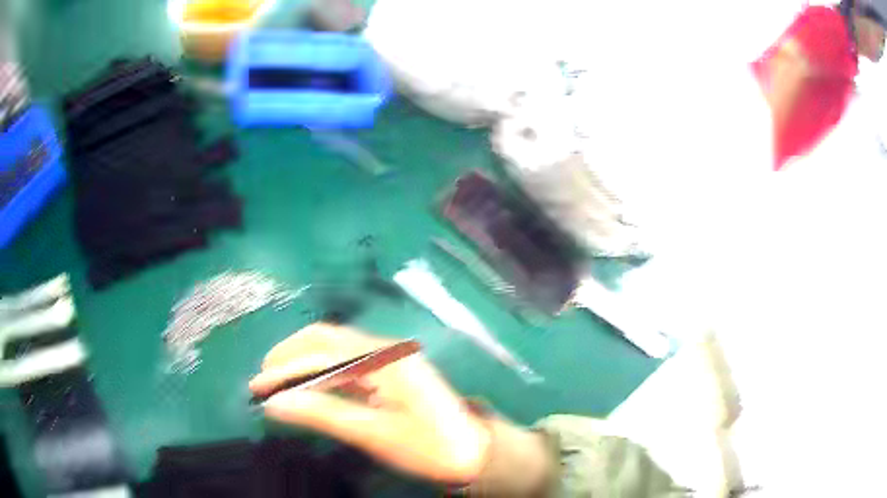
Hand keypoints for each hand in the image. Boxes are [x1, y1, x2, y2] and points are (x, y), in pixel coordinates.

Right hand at [249, 323, 490, 483]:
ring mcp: (390, 361)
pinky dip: (323, 376)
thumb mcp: (374, 434)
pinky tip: (308, 389)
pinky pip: (349, 367)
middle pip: (327, 341)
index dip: (285, 369)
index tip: (257, 386)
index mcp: (384, 359)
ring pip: (336, 352)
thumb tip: (275, 404)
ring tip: (277, 383)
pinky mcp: (391, 376)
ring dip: (305, 365)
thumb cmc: (428, 448)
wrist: (474, 456)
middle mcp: (386, 351)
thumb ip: (323, 414)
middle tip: (263, 379)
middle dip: (291, 357)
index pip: (321, 353)